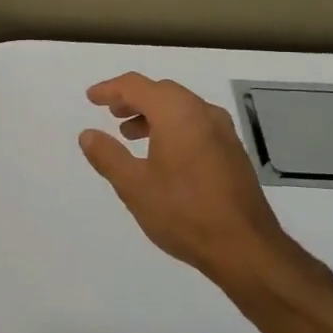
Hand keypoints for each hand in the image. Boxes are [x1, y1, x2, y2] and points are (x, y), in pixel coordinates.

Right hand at [80, 73, 308, 295]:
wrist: (245, 246)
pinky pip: (196, 123)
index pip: (136, 86)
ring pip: (181, 107)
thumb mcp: (134, 186)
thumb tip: (88, 134)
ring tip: (131, 135)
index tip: (91, 98)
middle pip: (161, 91)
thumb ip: (108, 155)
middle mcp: (203, 112)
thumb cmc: (183, 212)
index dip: (110, 89)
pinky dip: (173, 126)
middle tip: (111, 114)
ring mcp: (223, 131)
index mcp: (177, 113)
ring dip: (153, 113)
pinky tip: (163, 154)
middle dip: (133, 99)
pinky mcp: (233, 151)